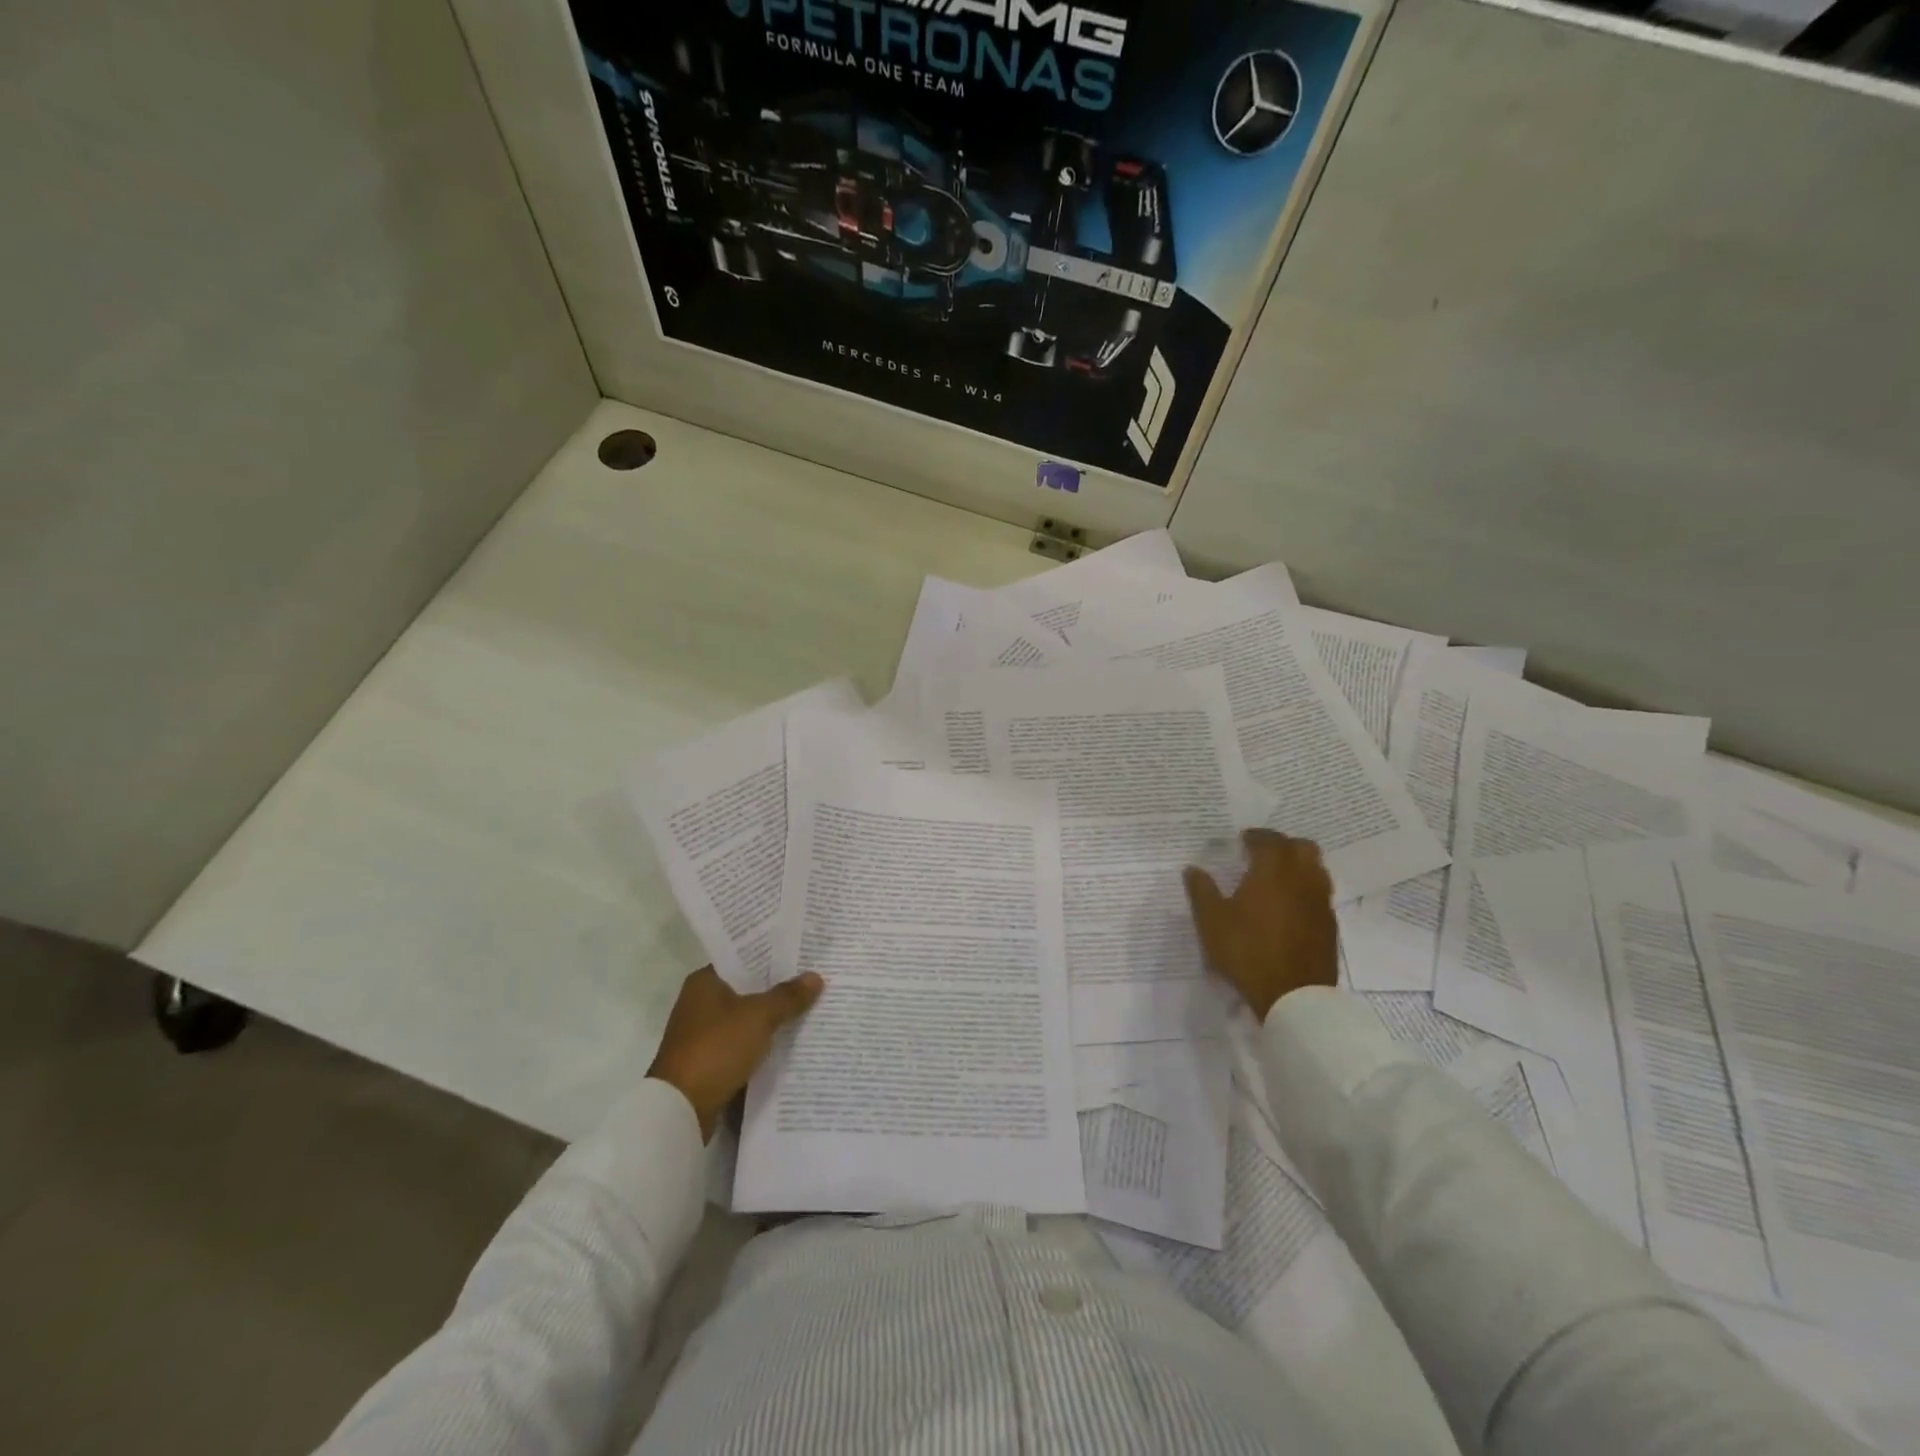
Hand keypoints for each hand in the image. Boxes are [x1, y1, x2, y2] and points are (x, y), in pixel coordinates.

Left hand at [647, 966, 823, 1141]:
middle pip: (747, 989)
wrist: (680, 1109)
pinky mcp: (708, 1062)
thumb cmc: (716, 1048)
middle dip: (778, 988)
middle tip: (814, 979)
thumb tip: (816, 976)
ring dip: (772, 1018)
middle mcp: (700, 1003)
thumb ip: (787, 996)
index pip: (743, 959)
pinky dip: (762, 1043)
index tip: (802, 954)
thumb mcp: (758, 1017)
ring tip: (811, 1008)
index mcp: (704, 982)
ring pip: (747, 1018)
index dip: (772, 956)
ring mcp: (703, 1034)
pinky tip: (790, 1041)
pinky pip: (743, 1044)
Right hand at [1183, 829, 1338, 1020]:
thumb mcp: (1211, 922)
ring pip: (1316, 870)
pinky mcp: (1329, 926)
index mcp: (1272, 871)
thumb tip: (1192, 869)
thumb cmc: (1247, 951)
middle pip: (1302, 847)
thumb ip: (1201, 891)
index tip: (1242, 840)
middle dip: (1283, 845)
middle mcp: (1302, 879)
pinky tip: (1289, 907)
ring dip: (1298, 866)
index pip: (1269, 840)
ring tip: (1277, 879)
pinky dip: (1306, 891)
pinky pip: (1320, 895)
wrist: (1294, 996)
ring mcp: (1320, 903)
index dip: (1255, 837)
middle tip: (1262, 855)